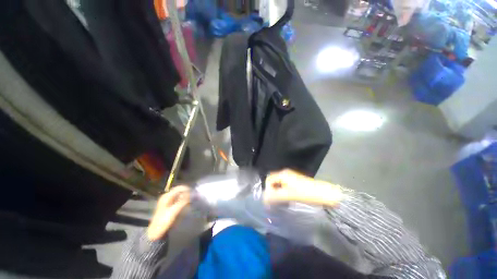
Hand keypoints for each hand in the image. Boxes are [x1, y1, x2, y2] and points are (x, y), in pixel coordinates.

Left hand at [147, 186, 190, 240]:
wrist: (155, 232)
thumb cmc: (164, 221)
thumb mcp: (174, 211)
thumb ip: (182, 201)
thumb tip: (191, 194)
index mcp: (167, 196)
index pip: (179, 188)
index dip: (187, 189)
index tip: (193, 194)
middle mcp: (167, 196)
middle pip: (179, 191)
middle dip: (187, 193)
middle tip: (193, 198)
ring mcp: (167, 201)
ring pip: (179, 195)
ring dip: (185, 197)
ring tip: (190, 201)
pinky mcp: (168, 205)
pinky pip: (177, 199)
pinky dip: (182, 200)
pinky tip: (185, 205)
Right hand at [264, 169, 343, 206]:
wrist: (324, 194)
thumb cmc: (306, 193)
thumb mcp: (289, 195)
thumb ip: (275, 196)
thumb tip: (264, 199)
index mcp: (282, 174)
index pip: (269, 180)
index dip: (267, 190)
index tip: (270, 201)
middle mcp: (285, 174)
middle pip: (273, 182)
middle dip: (271, 192)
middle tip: (273, 203)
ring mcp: (290, 177)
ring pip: (278, 185)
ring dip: (276, 193)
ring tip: (279, 202)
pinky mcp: (294, 182)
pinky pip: (283, 186)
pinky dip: (282, 193)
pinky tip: (286, 200)